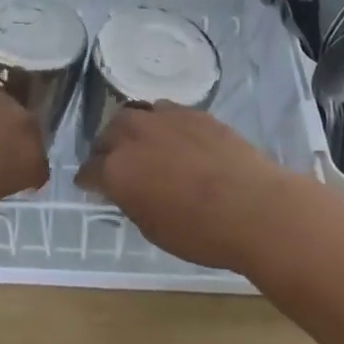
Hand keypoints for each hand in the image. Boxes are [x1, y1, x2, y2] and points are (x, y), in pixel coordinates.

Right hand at [78, 103, 295, 272]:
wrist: (253, 207)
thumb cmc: (200, 233)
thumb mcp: (153, 228)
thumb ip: (131, 201)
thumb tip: (127, 189)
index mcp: (117, 170)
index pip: (89, 170)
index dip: (89, 181)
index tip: (92, 186)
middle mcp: (133, 136)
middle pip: (108, 134)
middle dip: (107, 149)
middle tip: (118, 164)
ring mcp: (164, 119)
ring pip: (135, 114)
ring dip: (133, 130)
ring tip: (145, 145)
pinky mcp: (193, 112)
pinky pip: (166, 111)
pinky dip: (163, 124)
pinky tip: (176, 138)